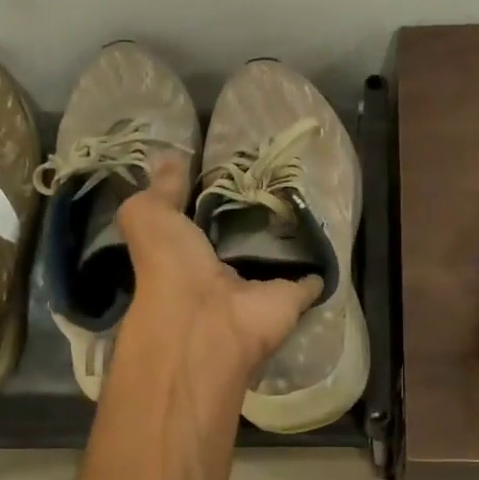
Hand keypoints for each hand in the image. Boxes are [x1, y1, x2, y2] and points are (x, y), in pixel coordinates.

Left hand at [116, 153, 321, 378]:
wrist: (204, 322)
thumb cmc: (168, 268)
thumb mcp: (148, 217)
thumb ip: (160, 190)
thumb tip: (168, 157)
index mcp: (185, 254)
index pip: (200, 221)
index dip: (211, 198)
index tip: (231, 168)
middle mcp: (221, 272)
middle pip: (241, 239)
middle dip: (255, 217)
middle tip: (277, 179)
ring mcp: (258, 287)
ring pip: (275, 259)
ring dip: (288, 241)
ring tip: (310, 201)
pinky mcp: (291, 298)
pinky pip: (309, 282)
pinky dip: (319, 272)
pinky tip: (330, 248)